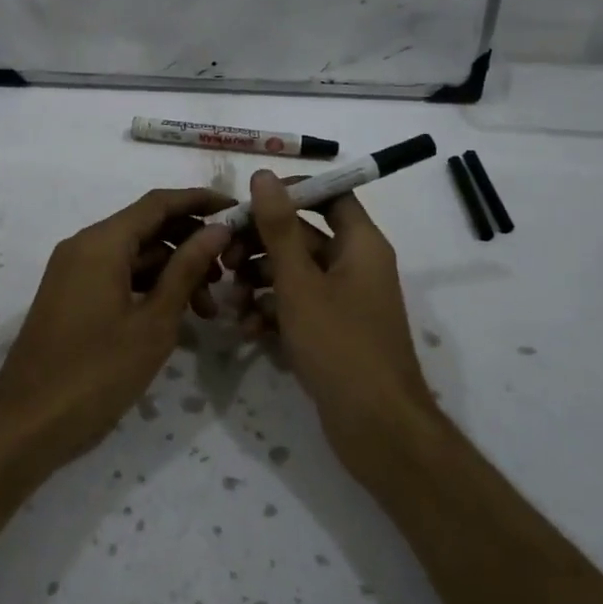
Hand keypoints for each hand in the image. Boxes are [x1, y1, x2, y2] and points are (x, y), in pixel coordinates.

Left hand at [0, 188, 231, 467]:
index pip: (159, 203)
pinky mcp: (71, 295)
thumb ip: (186, 269)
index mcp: (102, 243)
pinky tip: (175, 316)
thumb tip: (218, 229)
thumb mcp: (153, 322)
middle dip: (190, 244)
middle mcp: (84, 246)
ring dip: (172, 271)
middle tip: (228, 273)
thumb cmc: (96, 372)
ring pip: (134, 255)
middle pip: (147, 227)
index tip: (237, 210)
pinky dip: (148, 287)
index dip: (200, 201)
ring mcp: (74, 271)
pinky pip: (117, 275)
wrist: (27, 423)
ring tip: (208, 309)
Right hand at [226, 169, 436, 478]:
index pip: (330, 195)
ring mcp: (344, 301)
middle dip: (262, 245)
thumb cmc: (340, 345)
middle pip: (304, 235)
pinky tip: (247, 330)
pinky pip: (298, 307)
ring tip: (231, 300)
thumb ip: (279, 228)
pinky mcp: (333, 331)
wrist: (377, 427)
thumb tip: (263, 176)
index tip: (249, 203)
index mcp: (360, 244)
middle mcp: (355, 265)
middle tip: (225, 259)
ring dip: (260, 281)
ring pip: (295, 274)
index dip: (291, 192)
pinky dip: (273, 312)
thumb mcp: (300, 282)